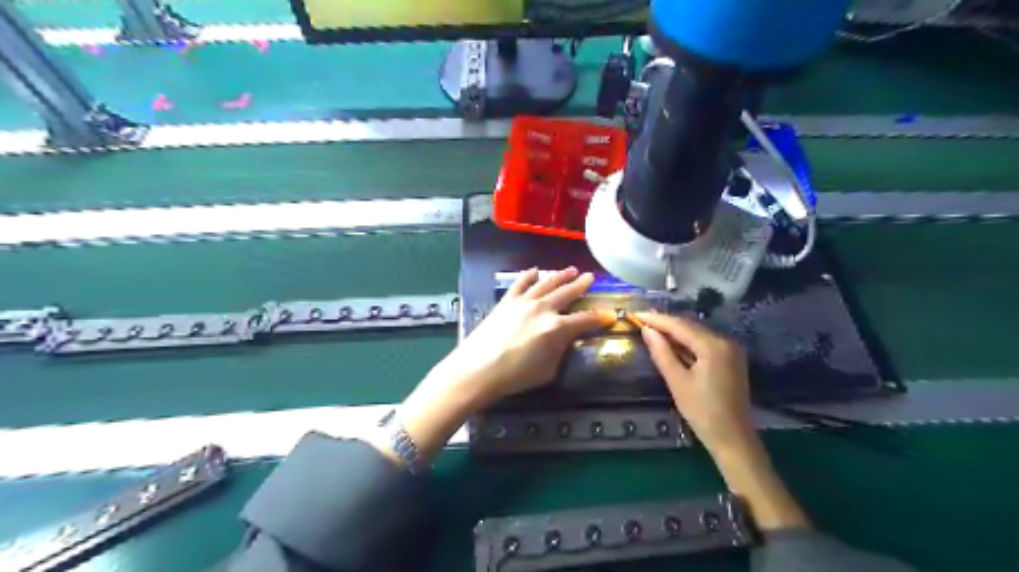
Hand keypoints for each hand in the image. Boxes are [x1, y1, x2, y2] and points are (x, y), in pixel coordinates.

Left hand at [433, 268, 615, 407]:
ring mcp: (523, 302)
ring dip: (560, 276)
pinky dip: (528, 276)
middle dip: (581, 285)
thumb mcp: (548, 370)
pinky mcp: (506, 302)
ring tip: (571, 269)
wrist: (478, 369)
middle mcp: (543, 309)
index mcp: (557, 328)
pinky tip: (535, 271)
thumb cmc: (515, 376)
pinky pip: (520, 284)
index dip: (599, 318)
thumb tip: (564, 339)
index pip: (584, 320)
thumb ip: (560, 351)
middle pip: (567, 293)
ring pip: (546, 284)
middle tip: (590, 277)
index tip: (609, 316)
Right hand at [634, 311, 755, 457]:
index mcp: (713, 346)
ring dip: (675, 331)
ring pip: (697, 333)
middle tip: (641, 320)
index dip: (657, 319)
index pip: (680, 326)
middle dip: (665, 323)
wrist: (733, 438)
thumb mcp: (677, 382)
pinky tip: (671, 343)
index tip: (636, 314)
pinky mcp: (730, 359)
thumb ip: (662, 353)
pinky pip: (704, 343)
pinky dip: (687, 342)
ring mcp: (730, 350)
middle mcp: (725, 341)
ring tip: (651, 328)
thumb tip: (647, 330)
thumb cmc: (702, 412)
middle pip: (690, 326)